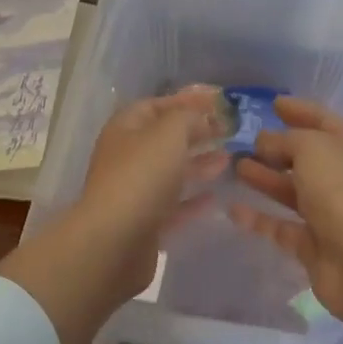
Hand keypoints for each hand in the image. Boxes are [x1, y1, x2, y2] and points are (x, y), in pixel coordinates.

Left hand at [75, 86, 229, 293]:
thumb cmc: (141, 176)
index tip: (217, 103)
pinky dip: (192, 199)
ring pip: (169, 172)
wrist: (115, 242)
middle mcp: (126, 157)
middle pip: (163, 139)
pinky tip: (214, 197)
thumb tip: (201, 116)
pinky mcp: (144, 223)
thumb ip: (188, 117)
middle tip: (228, 132)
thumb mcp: (168, 133)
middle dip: (195, 133)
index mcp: (125, 129)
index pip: (155, 106)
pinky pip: (172, 205)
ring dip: (197, 164)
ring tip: (227, 160)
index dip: (184, 101)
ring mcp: (133, 192)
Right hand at [228, 97, 342, 321]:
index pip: (323, 120)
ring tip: (233, 166)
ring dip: (264, 178)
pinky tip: (231, 209)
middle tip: (240, 139)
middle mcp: (341, 177)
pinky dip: (258, 218)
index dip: (299, 110)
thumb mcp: (313, 149)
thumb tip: (265, 142)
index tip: (272, 103)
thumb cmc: (342, 193)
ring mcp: (328, 213)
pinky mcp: (312, 245)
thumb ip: (285, 140)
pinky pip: (280, 226)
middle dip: (275, 147)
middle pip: (305, 157)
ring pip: (290, 190)